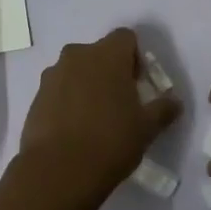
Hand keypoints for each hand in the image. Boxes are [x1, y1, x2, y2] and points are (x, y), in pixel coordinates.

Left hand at [15, 28, 181, 209]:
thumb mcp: (147, 128)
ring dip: (87, 85)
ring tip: (95, 119)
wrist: (57, 172)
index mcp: (107, 54)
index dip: (135, 58)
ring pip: (77, 71)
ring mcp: (52, 75)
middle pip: (99, 53)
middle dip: (110, 71)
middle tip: (120, 102)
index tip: (138, 85)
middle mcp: (77, 55)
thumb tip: (174, 102)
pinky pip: (59, 90)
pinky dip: (68, 101)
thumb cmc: (110, 141)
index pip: (126, 38)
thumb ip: (163, 108)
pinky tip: (75, 130)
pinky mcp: (36, 97)